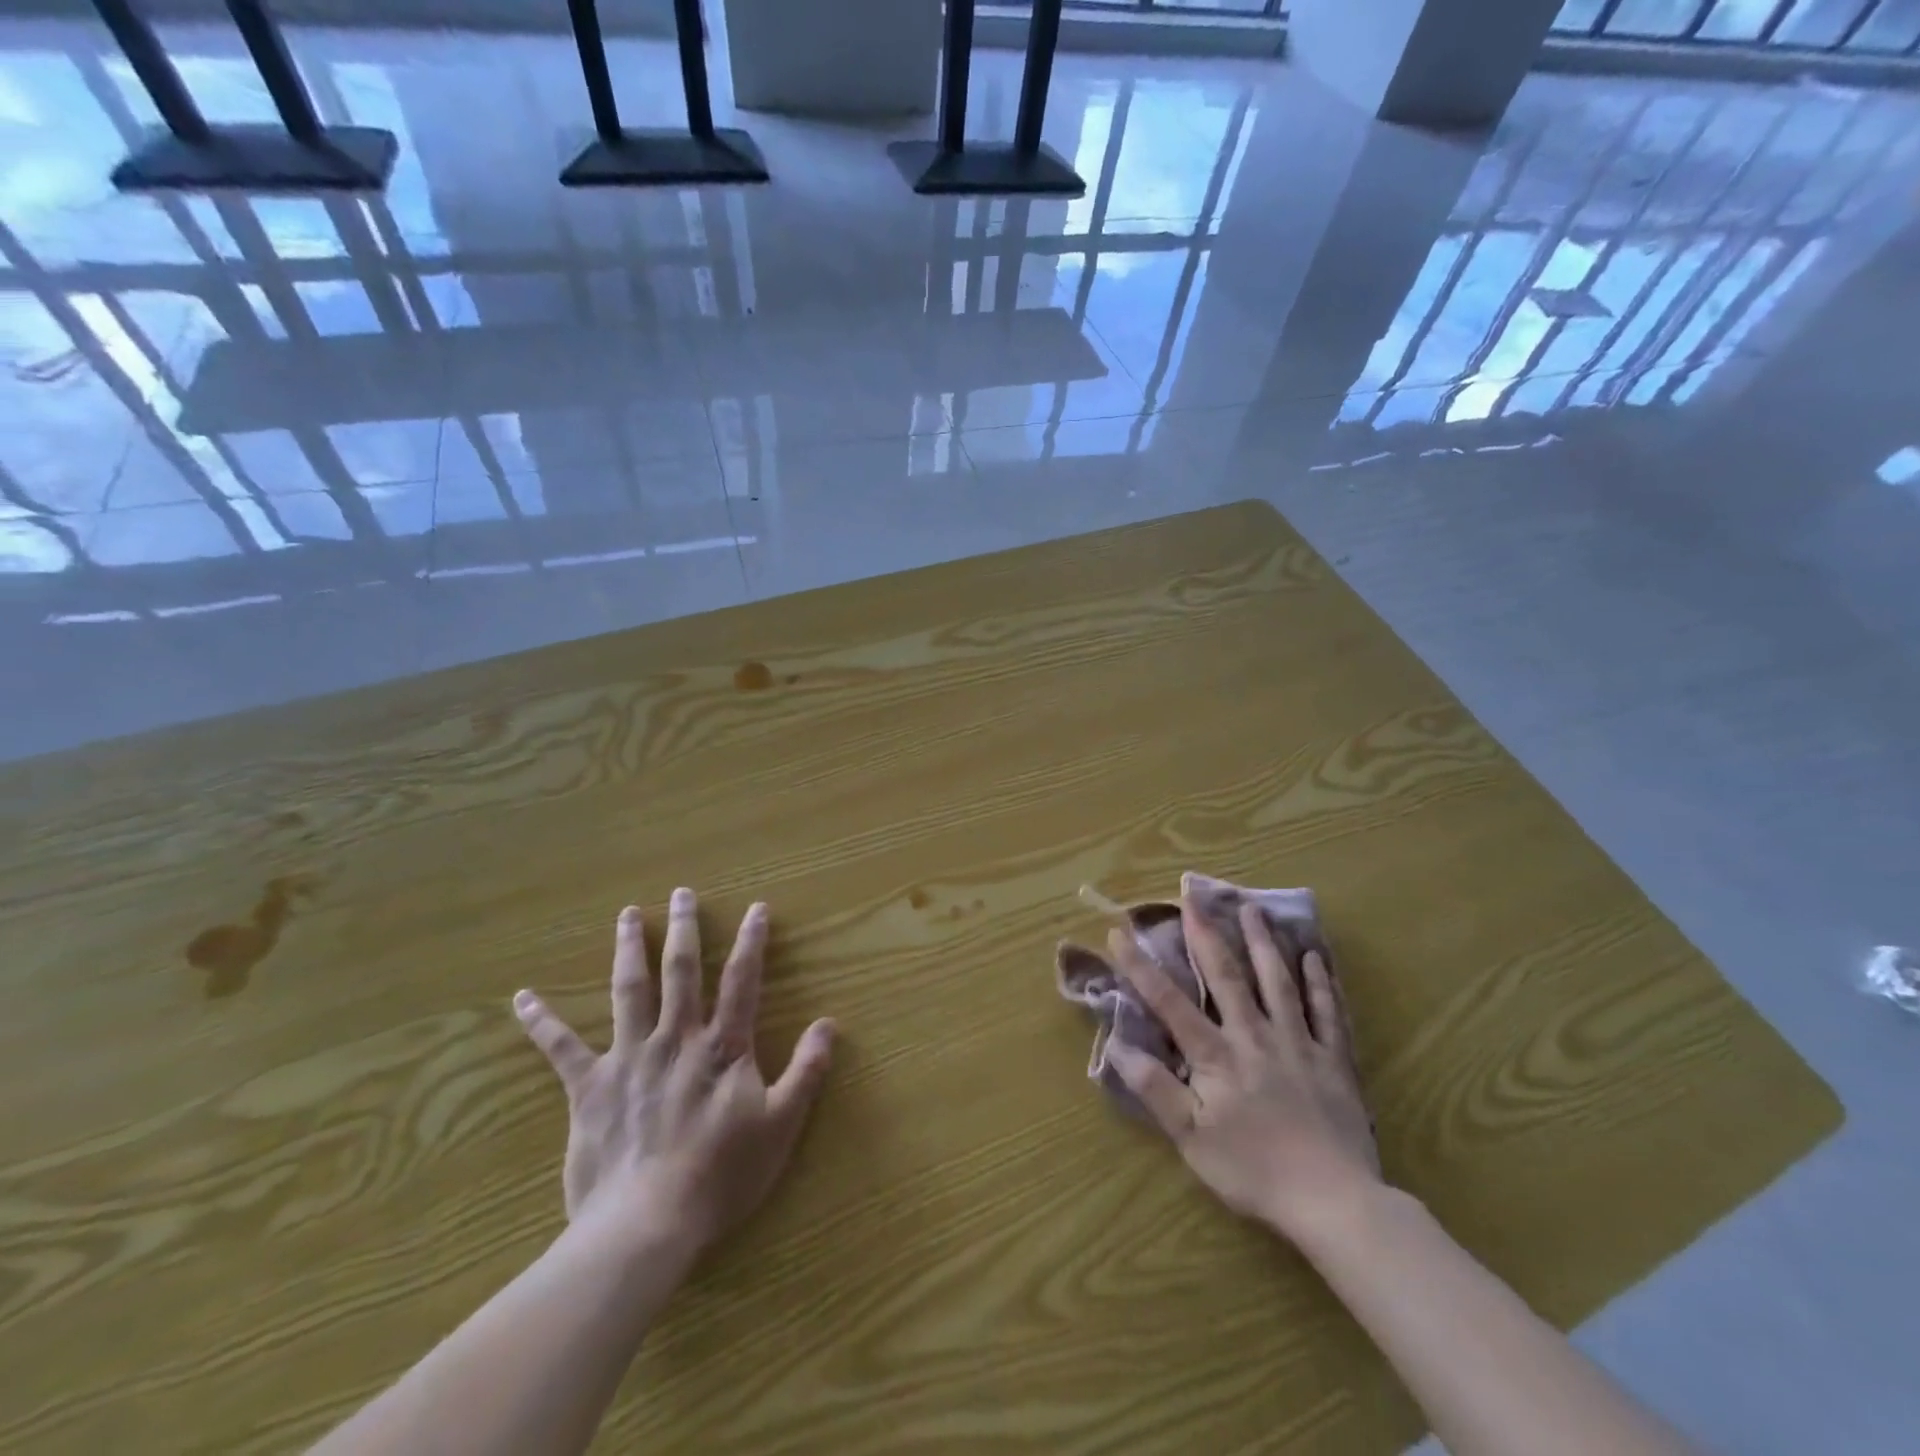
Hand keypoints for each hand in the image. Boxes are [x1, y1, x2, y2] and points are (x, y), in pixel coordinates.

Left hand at [512, 888, 836, 1255]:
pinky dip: (543, 1021)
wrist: (646, 1225)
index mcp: (722, 1046)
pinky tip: (523, 998)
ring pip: (629, 990)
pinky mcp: (590, 1087)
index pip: (741, 981)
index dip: (751, 942)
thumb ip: (806, 1071)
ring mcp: (629, 1058)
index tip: (755, 907)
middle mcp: (676, 1038)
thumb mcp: (781, 1125)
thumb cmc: (720, 1175)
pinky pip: (562, 1048)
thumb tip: (829, 1024)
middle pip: (681, 971)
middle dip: (683, 929)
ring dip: (628, 949)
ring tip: (627, 915)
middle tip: (681, 893)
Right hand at [1104, 896, 1380, 1243]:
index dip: (1141, 966)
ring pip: (1277, 981)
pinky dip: (1319, 981)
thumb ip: (1156, 1089)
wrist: (1335, 1202)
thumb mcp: (1191, 1139)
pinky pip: (1326, 1011)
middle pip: (1227, 975)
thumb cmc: (1253, 1171)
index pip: (1169, 1001)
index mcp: (1216, 1055)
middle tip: (1193, 896)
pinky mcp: (1334, 1059)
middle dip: (1205, 933)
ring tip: (1251, 908)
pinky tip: (1313, 956)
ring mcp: (1298, 1042)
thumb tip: (1117, 1046)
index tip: (1120, 932)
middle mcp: (1254, 1035)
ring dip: (1262, 942)